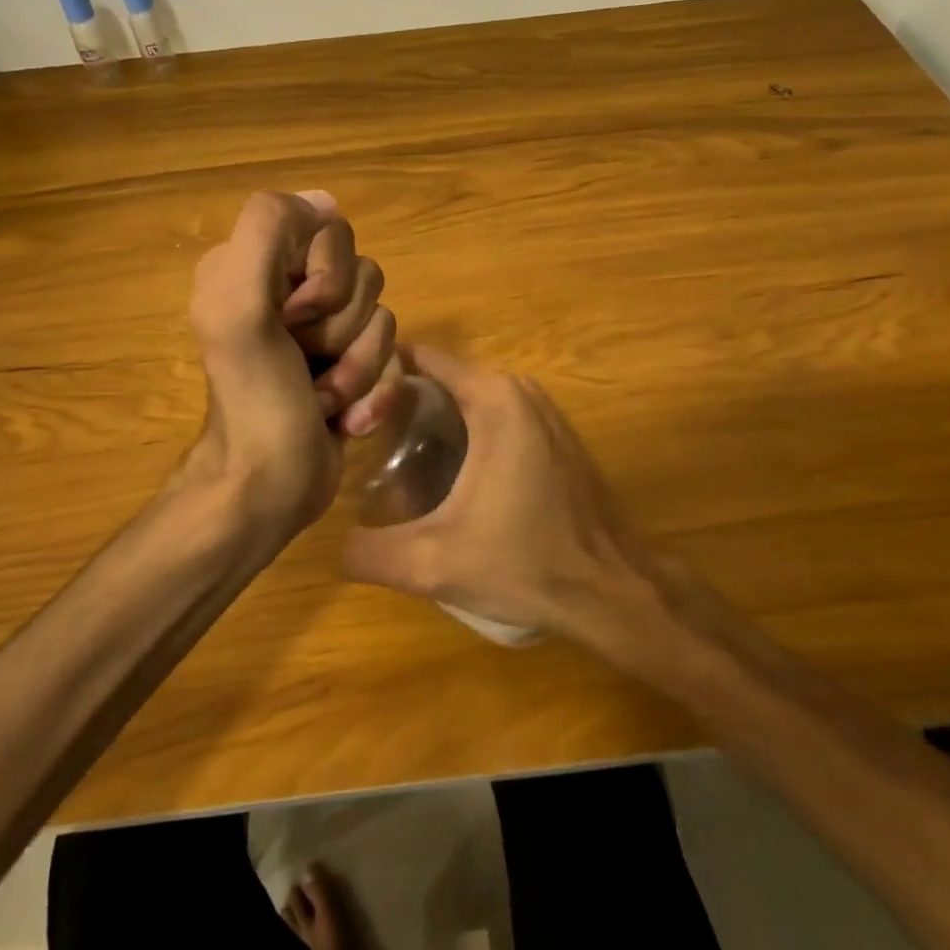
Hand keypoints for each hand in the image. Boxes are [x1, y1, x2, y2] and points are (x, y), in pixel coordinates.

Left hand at [185, 190, 402, 544]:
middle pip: (365, 275)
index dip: (327, 278)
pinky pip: (392, 358)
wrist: (269, 487)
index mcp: (258, 265)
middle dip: (344, 330)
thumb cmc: (253, 399)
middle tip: (307, 363)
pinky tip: (345, 420)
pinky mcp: (352, 366)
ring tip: (325, 400)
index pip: (330, 230)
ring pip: (383, 318)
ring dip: (359, 369)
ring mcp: (326, 331)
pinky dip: (373, 394)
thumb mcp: (238, 308)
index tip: (294, 318)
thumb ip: (267, 233)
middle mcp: (292, 290)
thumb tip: (324, 201)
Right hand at [339, 345, 660, 640]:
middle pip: (444, 380)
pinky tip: (448, 477)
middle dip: (403, 404)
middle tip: (365, 442)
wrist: (613, 591)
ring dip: (435, 422)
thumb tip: (336, 545)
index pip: (421, 359)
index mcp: (494, 398)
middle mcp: (521, 390)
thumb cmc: (525, 564)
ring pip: (471, 401)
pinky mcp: (557, 436)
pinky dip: (468, 434)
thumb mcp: (432, 564)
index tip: (350, 405)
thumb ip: (369, 552)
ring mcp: (545, 411)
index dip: (381, 376)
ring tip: (395, 461)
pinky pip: (498, 417)